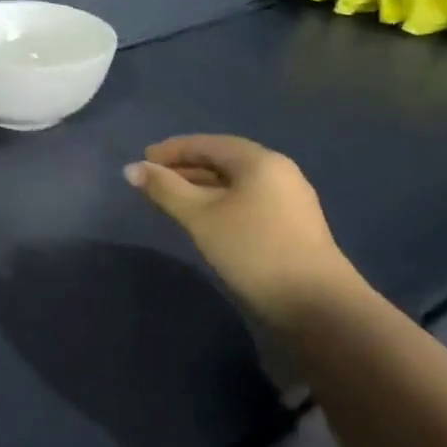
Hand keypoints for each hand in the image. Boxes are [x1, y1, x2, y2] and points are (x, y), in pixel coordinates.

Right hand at [124, 135, 358, 325]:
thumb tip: (132, 169)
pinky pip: (247, 201)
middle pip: (224, 161)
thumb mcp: (200, 217)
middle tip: (154, 181)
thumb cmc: (252, 249)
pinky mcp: (292, 225)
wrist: (315, 303)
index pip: (208, 143)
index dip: (173, 149)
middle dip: (186, 168)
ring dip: (202, 187)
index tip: (143, 159)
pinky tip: (205, 221)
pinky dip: (220, 203)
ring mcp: (289, 200)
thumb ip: (165, 189)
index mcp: (259, 161)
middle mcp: (278, 172)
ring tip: (173, 201)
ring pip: (236, 184)